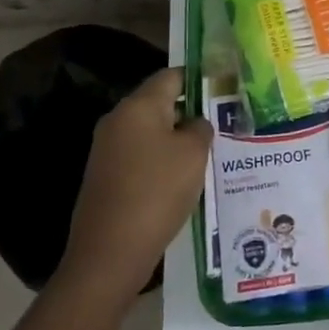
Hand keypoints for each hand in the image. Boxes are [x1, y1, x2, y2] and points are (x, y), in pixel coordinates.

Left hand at [59, 67, 211, 298]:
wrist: (109, 254)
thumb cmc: (157, 192)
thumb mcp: (194, 155)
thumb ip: (201, 128)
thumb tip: (195, 124)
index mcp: (138, 106)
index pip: (172, 76)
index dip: (199, 79)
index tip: (223, 90)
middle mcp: (117, 120)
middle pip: (160, 104)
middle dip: (190, 113)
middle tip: (222, 125)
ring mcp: (107, 150)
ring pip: (151, 133)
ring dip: (177, 141)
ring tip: (208, 155)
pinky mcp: (105, 177)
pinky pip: (140, 157)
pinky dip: (161, 163)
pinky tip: (183, 182)